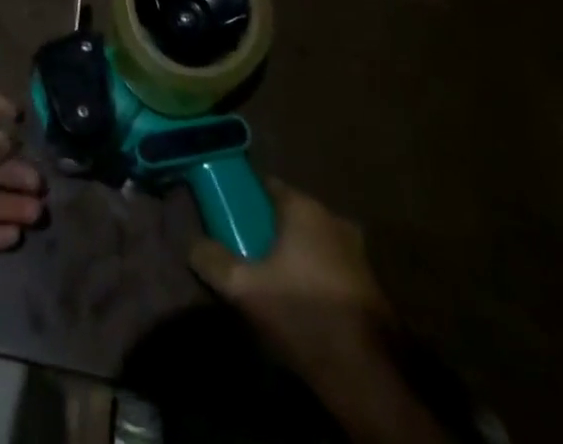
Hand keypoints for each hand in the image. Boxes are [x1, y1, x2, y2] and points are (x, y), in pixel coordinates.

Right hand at [189, 181, 392, 386]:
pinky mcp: (370, 285)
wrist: (368, 377)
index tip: (226, 215)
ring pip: (311, 241)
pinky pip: (329, 266)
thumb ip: (212, 260)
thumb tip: (191, 244)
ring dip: (291, 254)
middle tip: (243, 251)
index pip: (266, 185)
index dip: (243, 198)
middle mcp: (333, 219)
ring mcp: (357, 252)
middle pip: (289, 214)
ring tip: (268, 281)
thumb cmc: (303, 315)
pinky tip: (297, 301)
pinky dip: (312, 275)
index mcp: (305, 207)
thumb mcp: (244, 289)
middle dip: (267, 229)